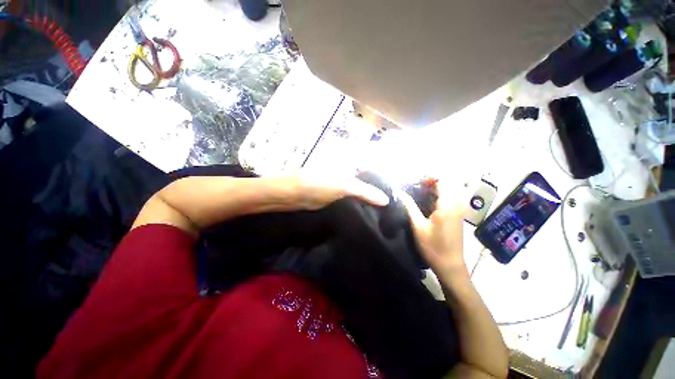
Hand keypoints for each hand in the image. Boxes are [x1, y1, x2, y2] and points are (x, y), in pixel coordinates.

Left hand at [292, 172, 389, 209]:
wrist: (296, 195)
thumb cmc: (320, 183)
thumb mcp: (346, 186)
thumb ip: (367, 192)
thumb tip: (386, 201)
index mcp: (352, 164)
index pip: (374, 171)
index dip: (384, 181)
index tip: (395, 194)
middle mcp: (349, 173)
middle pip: (368, 182)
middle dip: (377, 192)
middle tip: (391, 206)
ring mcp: (343, 184)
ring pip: (361, 192)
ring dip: (369, 200)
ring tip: (384, 213)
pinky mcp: (338, 196)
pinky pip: (353, 200)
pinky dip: (359, 205)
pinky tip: (368, 214)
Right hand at [397, 182, 466, 282]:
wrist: (451, 265)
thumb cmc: (433, 247)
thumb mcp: (418, 226)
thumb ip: (409, 206)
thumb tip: (398, 192)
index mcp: (447, 205)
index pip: (444, 180)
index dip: (430, 176)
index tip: (417, 180)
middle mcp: (457, 204)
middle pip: (449, 182)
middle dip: (434, 179)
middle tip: (418, 184)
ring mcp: (459, 209)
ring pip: (452, 189)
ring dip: (438, 186)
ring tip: (422, 189)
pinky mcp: (458, 214)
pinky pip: (452, 196)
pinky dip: (441, 193)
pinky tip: (429, 199)